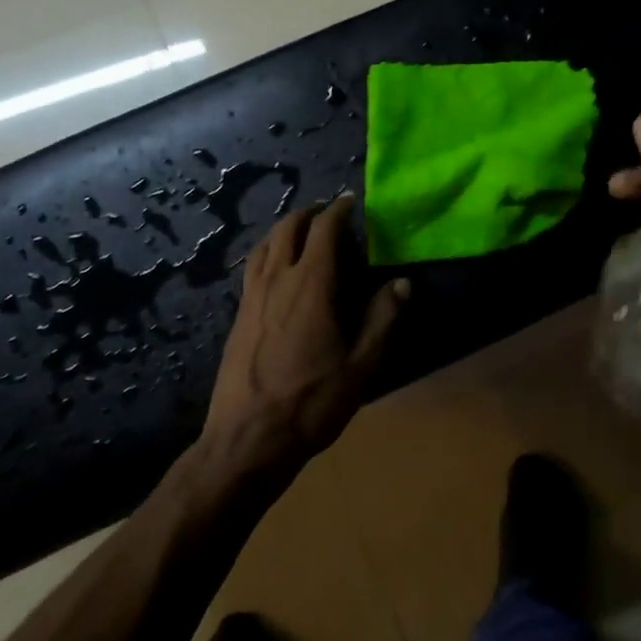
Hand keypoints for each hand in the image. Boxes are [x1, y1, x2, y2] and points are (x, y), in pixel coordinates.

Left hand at [203, 194, 407, 477]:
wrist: (247, 440)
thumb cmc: (310, 403)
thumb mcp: (360, 366)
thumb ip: (382, 320)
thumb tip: (402, 283)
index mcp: (310, 286)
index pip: (323, 231)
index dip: (338, 211)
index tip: (352, 201)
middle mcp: (276, 281)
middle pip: (286, 229)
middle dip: (308, 214)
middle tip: (328, 212)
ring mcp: (251, 298)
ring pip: (264, 246)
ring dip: (283, 230)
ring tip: (300, 232)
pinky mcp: (238, 317)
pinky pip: (253, 268)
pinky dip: (267, 253)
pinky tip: (275, 271)